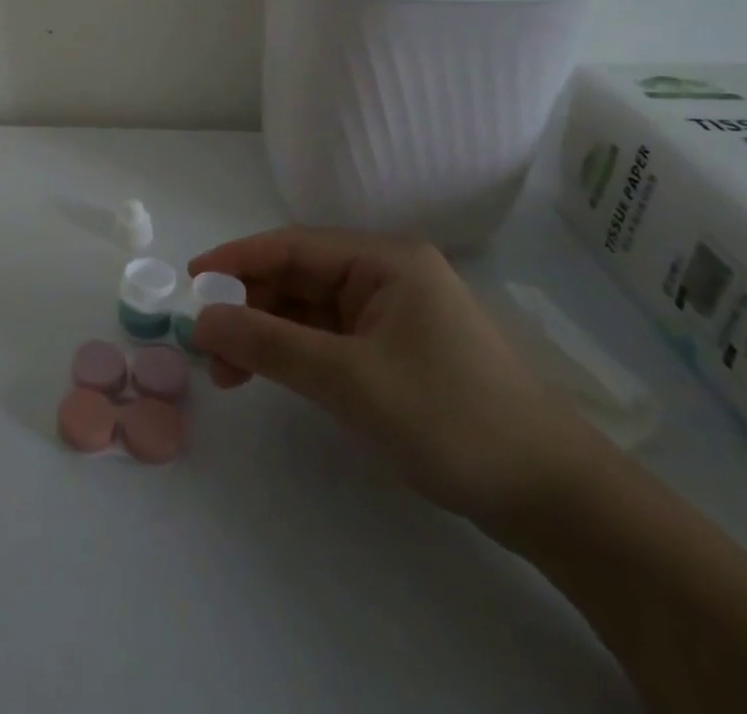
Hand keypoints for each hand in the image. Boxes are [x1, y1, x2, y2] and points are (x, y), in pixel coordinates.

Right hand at [188, 227, 605, 530]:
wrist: (556, 501)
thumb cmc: (450, 419)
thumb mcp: (348, 380)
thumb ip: (268, 343)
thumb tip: (200, 319)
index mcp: (383, 260)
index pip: (290, 245)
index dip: (235, 260)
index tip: (190, 282)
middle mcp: (385, 276)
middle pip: (297, 278)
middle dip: (248, 308)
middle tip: (207, 346)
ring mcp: (393, 315)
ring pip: (308, 311)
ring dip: (266, 335)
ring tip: (228, 374)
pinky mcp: (396, 352)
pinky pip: (329, 339)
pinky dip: (294, 355)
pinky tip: (269, 377)